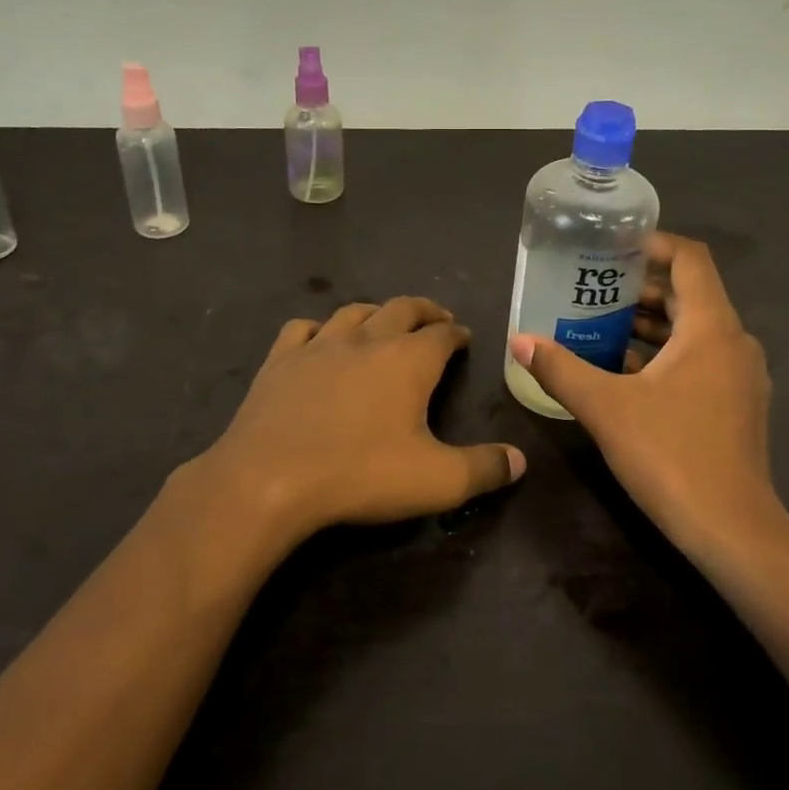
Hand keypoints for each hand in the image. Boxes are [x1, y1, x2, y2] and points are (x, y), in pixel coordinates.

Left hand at [197, 296, 525, 541]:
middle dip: (424, 311)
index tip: (464, 337)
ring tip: (384, 323)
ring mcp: (319, 345)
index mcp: (408, 360)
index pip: (442, 334)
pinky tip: (320, 340)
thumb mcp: (436, 481)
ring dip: (376, 313)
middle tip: (435, 319)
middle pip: (402, 308)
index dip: (457, 333)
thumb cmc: (360, 474)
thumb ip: (484, 469)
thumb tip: (520, 461)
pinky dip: (320, 329)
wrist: (268, 479)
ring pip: (354, 312)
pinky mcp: (280, 360)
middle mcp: (367, 340)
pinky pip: (303, 329)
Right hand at [507, 234, 781, 558]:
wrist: (732, 530)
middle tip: (591, 288)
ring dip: (651, 323)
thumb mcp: (605, 407)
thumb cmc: (670, 455)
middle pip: (689, 294)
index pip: (690, 259)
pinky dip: (665, 354)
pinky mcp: (738, 405)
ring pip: (694, 330)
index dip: (653, 244)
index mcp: (711, 328)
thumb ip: (560, 369)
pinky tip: (625, 372)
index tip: (611, 248)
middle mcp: (734, 342)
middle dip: (640, 287)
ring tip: (600, 325)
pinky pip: (700, 359)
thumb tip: (520, 340)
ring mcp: (741, 376)